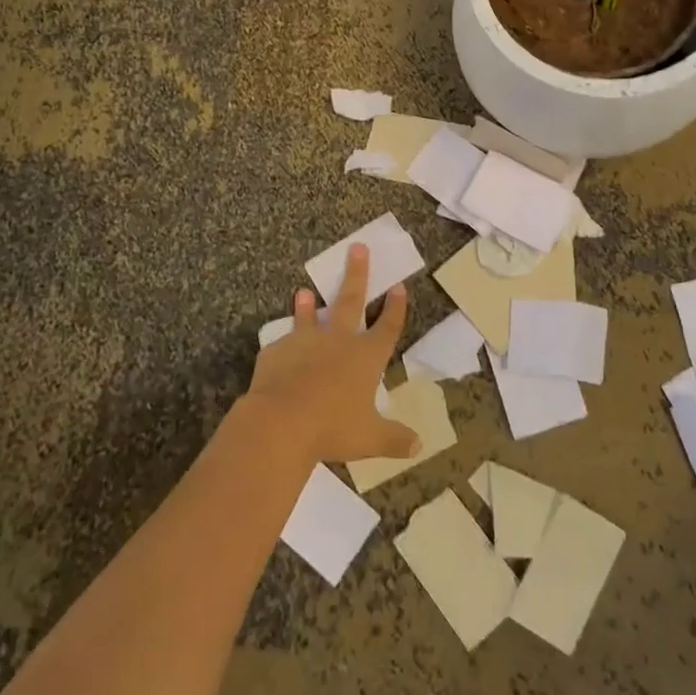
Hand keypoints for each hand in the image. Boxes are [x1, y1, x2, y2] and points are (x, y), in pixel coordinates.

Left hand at [241, 244, 419, 468]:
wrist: (280, 422)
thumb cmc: (333, 428)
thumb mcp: (371, 439)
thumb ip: (394, 439)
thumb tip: (419, 446)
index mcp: (366, 356)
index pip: (386, 326)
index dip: (395, 307)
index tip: (399, 286)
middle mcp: (338, 340)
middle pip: (351, 300)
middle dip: (357, 274)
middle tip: (358, 248)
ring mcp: (305, 341)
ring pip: (309, 316)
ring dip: (308, 305)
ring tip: (304, 291)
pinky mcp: (276, 351)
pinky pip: (281, 344)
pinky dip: (283, 344)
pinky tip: (279, 346)